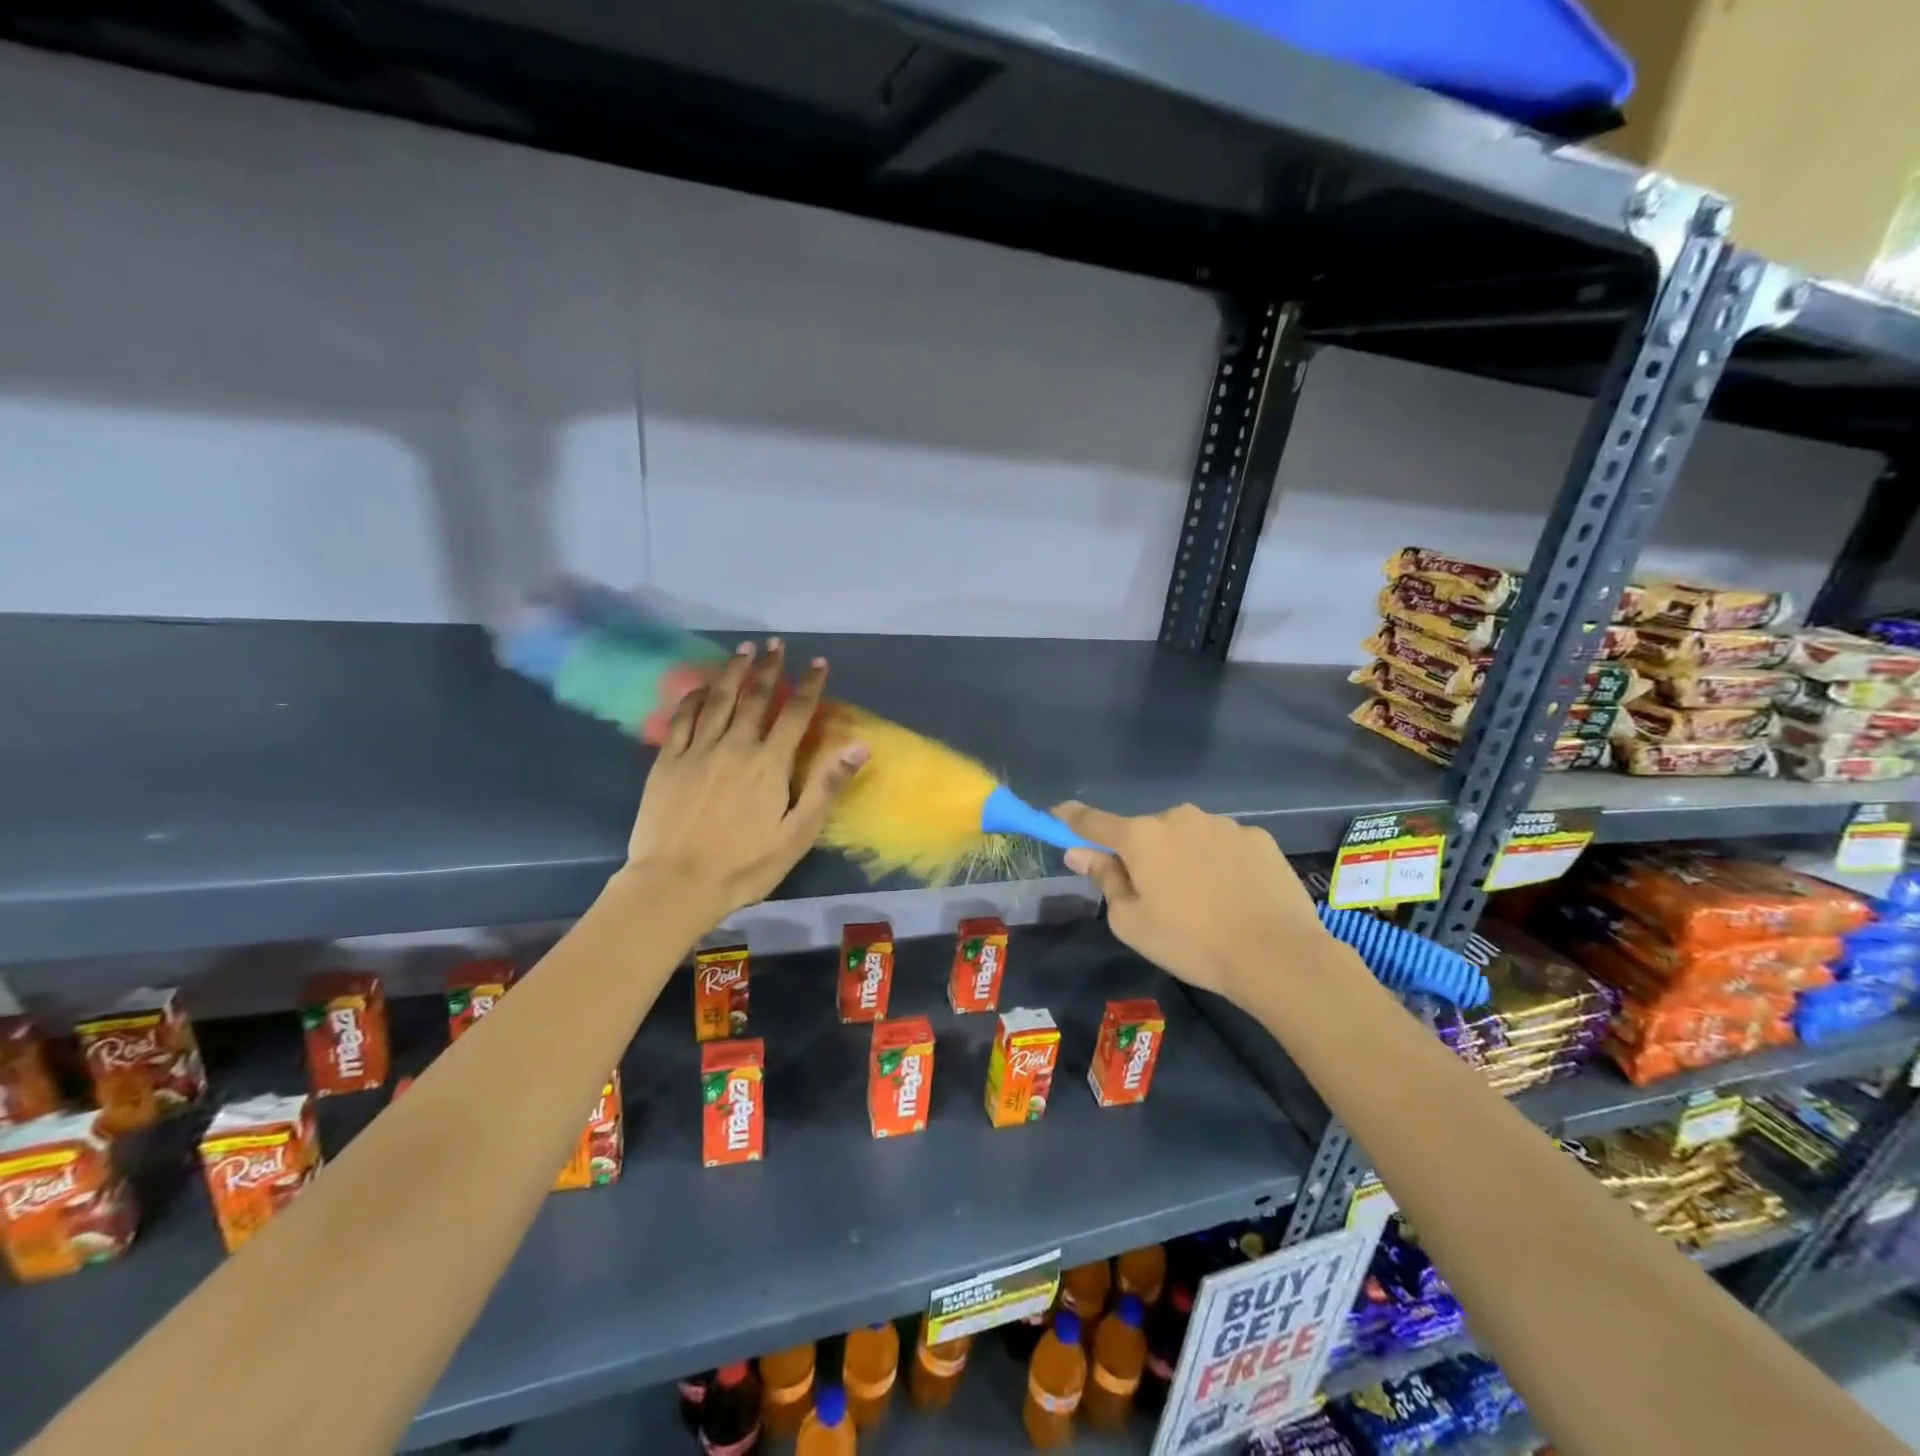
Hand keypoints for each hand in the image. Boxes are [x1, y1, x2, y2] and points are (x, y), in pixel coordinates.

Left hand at [620, 640, 867, 923]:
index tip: (818, 662)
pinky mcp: (668, 762)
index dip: (809, 685)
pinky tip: (701, 687)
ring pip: (718, 700)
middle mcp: (735, 746)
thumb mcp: (798, 834)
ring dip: (733, 672)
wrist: (675, 885)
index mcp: (769, 764)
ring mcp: (697, 751)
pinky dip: (694, 698)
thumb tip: (859, 746)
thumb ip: (826, 786)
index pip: (796, 713)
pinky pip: (682, 719)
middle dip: (770, 668)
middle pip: (756, 698)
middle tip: (776, 644)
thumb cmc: (745, 865)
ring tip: (743, 650)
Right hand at [1054, 801, 1330, 1008]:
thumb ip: (1104, 879)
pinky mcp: (1258, 837)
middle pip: (1146, 832)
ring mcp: (1222, 824)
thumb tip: (1079, 852)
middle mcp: (1179, 817)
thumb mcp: (1131, 922)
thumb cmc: (1191, 942)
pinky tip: (1234, 895)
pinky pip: (1223, 844)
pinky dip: (1218, 862)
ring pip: (1187, 836)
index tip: (1057, 814)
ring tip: (1202, 901)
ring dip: (1182, 857)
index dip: (1071, 819)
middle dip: (1142, 854)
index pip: (1093, 821)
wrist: (1277, 955)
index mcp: (1141, 837)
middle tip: (1154, 895)